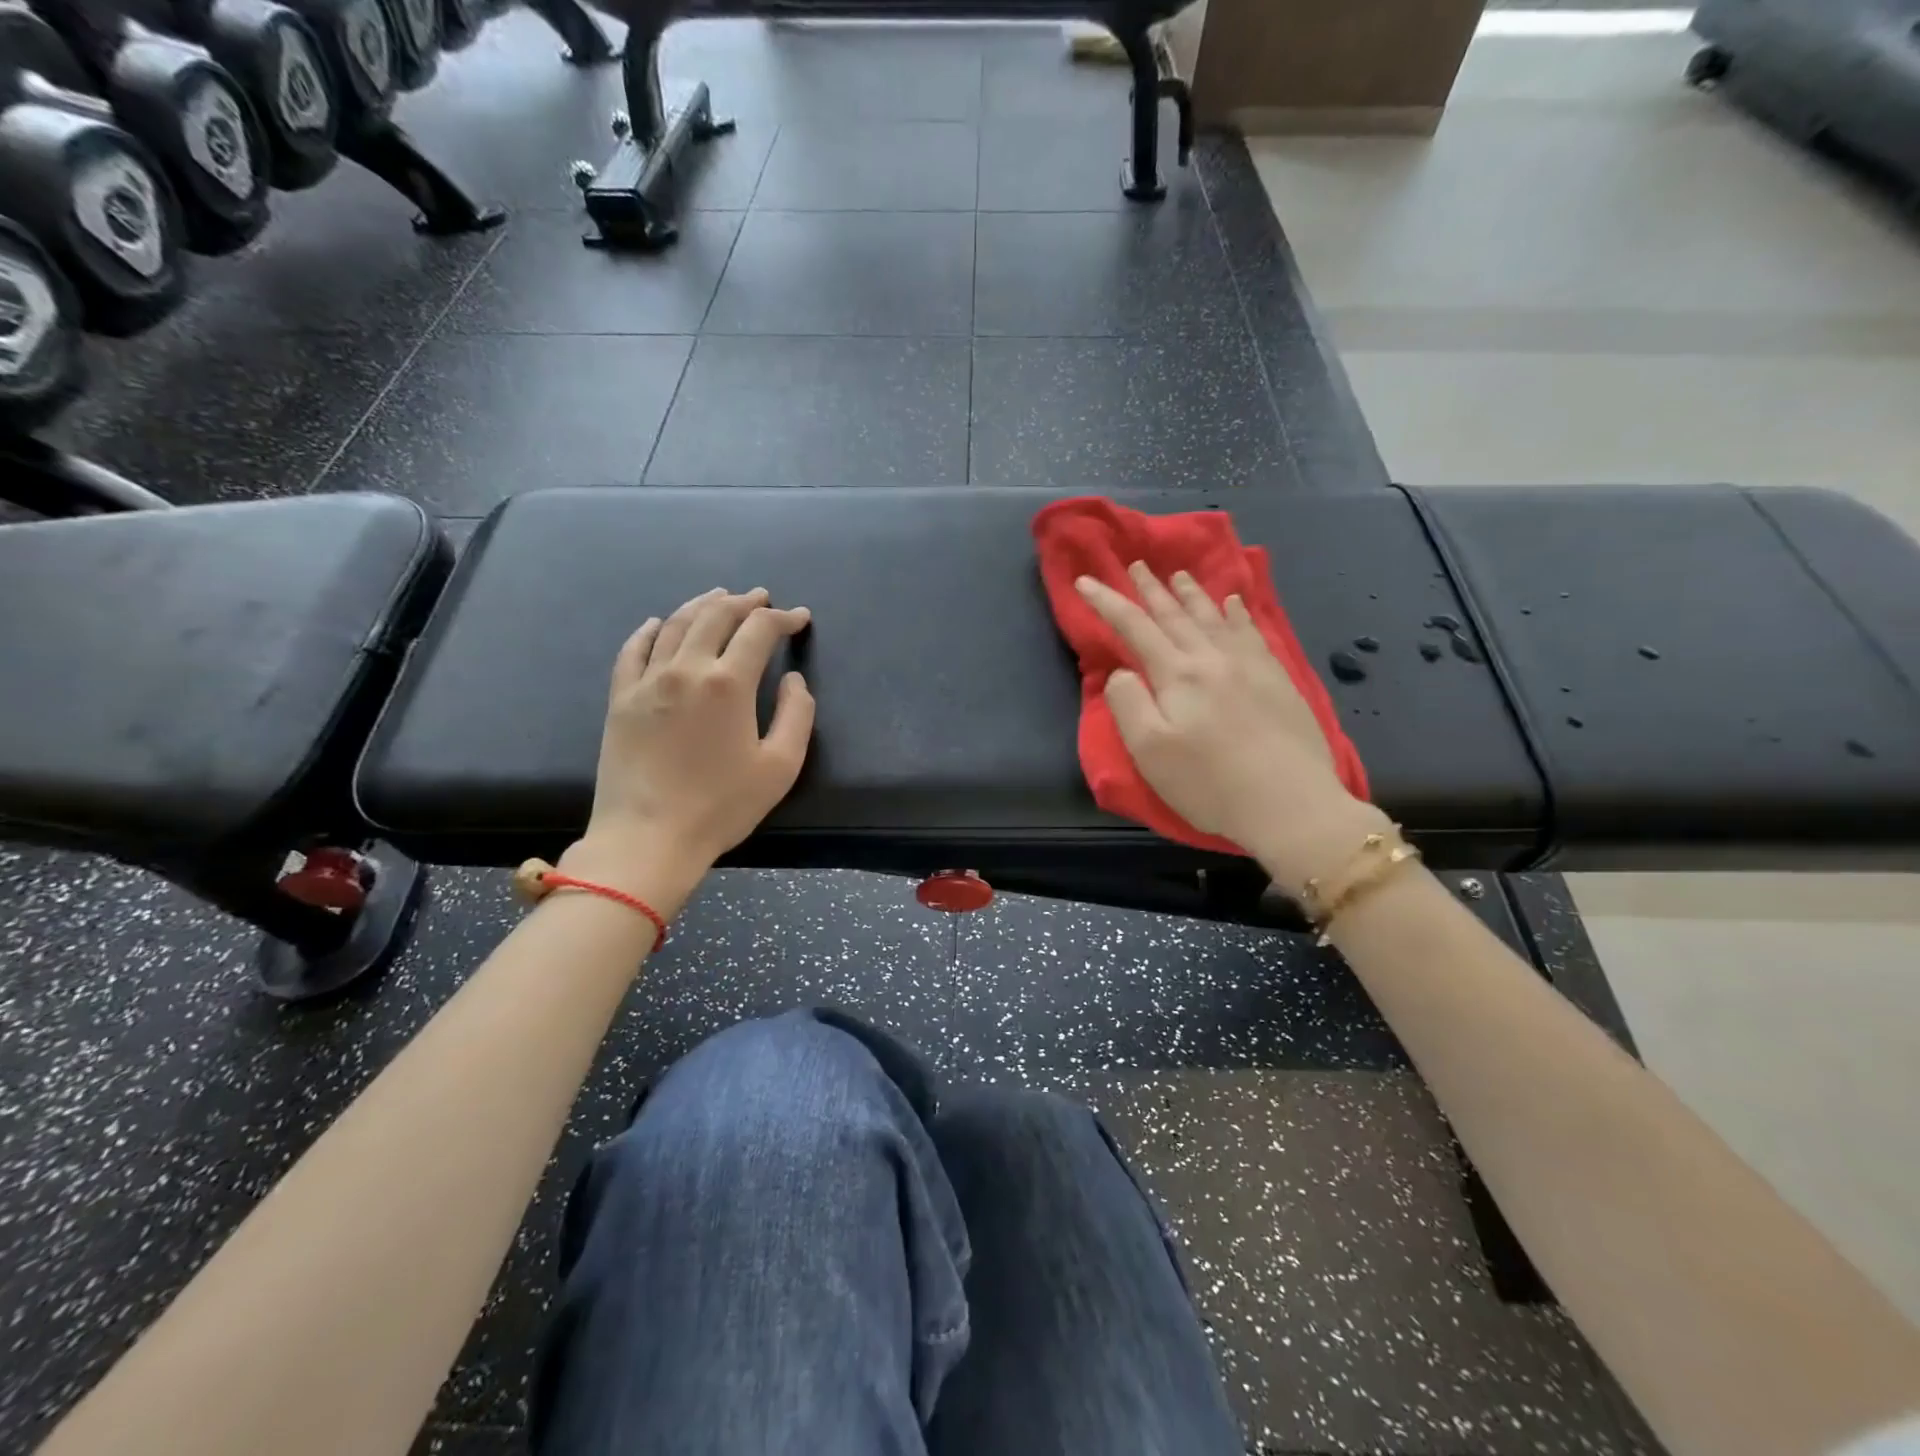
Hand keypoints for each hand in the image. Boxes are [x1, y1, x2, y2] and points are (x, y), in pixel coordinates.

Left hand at [563, 588, 813, 908]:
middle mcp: (686, 669)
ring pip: (676, 625)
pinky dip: (651, 629)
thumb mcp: (780, 766)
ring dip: (701, 605)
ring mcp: (647, 681)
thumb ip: (796, 715)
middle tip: (761, 598)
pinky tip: (659, 623)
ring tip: (718, 597)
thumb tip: (793, 680)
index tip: (799, 618)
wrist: (647, 838)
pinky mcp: (621, 698)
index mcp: (728, 683)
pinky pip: (634, 649)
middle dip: (744, 602)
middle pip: (715, 616)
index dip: (783, 619)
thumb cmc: (721, 806)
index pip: (759, 631)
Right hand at [1076, 563, 1386, 895]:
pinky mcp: (1278, 679)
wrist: (1290, 803)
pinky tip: (1236, 602)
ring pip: (1214, 618)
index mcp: (1177, 675)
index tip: (1085, 581)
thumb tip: (1122, 672)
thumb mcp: (1149, 750)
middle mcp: (1212, 658)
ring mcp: (1250, 666)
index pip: (1134, 627)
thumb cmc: (1209, 782)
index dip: (1107, 602)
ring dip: (1192, 594)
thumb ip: (1128, 703)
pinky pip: (1253, 632)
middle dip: (1151, 589)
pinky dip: (1239, 613)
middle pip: (1175, 615)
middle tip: (1137, 564)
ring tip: (1179, 574)